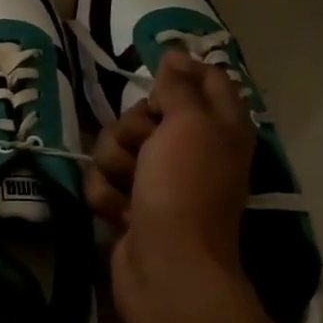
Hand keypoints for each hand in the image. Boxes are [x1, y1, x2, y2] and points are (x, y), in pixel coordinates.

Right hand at [85, 52, 255, 322]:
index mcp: (218, 127)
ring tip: (130, 189)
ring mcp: (159, 180)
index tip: (156, 74)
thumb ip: (179, 87)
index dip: (180, 71)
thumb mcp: (187, 124)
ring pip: (116, 147)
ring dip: (114, 165)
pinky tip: (120, 214)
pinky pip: (104, 181)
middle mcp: (191, 149)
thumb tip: (174, 55)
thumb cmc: (183, 189)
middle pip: (145, 113)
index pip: (207, 79)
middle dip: (131, 129)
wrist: (168, 268)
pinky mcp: (132, 206)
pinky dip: (107, 196)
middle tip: (143, 148)